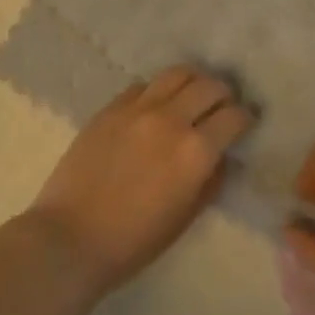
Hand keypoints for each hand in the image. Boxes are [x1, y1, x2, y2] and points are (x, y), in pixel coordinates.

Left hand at [28, 65, 255, 295]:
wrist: (70, 237)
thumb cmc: (133, 241)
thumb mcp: (185, 217)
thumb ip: (210, 180)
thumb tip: (221, 156)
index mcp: (195, 152)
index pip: (234, 116)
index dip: (244, 118)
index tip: (244, 124)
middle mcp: (171, 120)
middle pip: (210, 85)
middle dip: (223, 94)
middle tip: (221, 107)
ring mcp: (137, 109)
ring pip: (177, 73)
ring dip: (193, 82)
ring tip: (191, 95)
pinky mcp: (111, 108)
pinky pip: (143, 86)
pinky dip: (157, 92)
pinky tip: (154, 108)